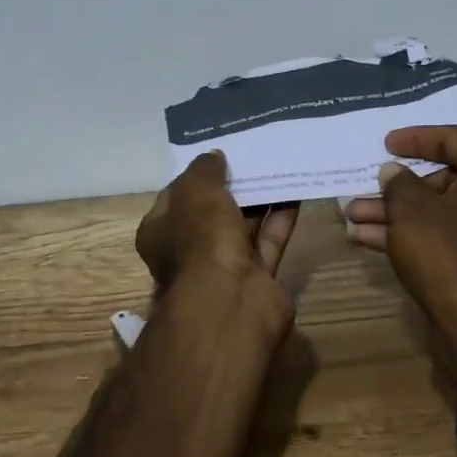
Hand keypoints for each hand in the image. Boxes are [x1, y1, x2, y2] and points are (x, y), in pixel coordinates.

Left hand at [138, 151, 298, 292]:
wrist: (230, 301)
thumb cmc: (200, 239)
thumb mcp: (196, 192)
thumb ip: (204, 171)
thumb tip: (213, 156)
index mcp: (160, 232)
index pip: (176, 197)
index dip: (195, 176)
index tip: (218, 155)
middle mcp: (189, 251)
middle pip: (212, 212)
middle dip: (232, 187)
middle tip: (254, 156)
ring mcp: (223, 267)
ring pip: (243, 226)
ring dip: (259, 200)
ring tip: (278, 166)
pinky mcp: (257, 278)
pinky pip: (269, 241)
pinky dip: (281, 218)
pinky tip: (295, 191)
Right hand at [342, 126, 456, 377]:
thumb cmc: (447, 252)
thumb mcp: (410, 209)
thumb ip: (398, 182)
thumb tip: (395, 173)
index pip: (454, 138)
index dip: (415, 138)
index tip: (386, 143)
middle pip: (445, 180)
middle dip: (397, 189)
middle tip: (363, 192)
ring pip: (441, 213)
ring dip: (396, 215)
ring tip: (352, 219)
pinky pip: (449, 237)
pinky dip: (415, 235)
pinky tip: (369, 241)